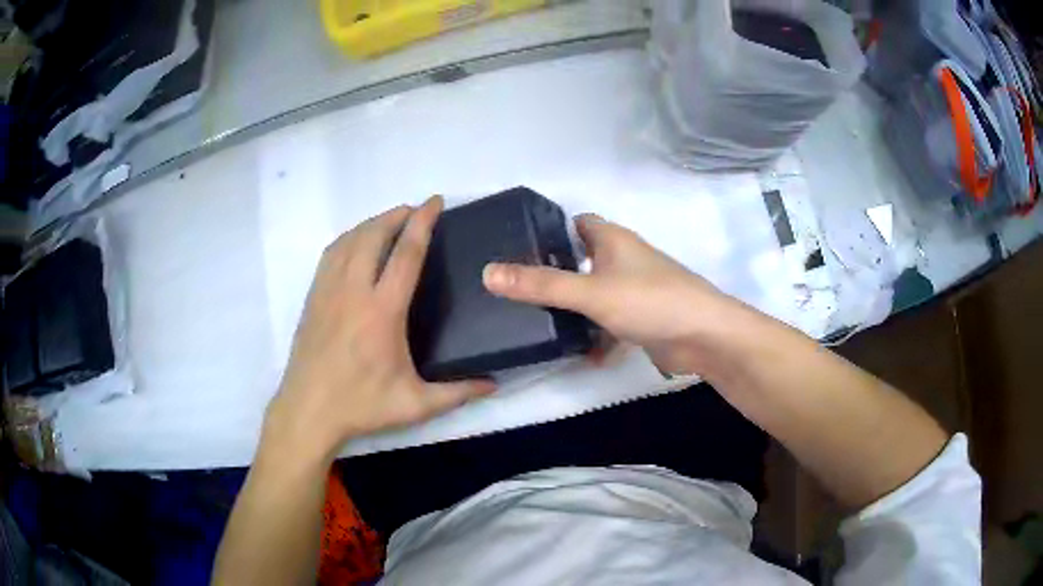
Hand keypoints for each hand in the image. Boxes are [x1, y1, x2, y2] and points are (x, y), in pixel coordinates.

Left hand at [265, 197, 494, 461]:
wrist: (308, 411)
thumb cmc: (361, 406)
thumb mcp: (415, 405)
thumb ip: (457, 393)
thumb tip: (493, 386)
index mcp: (382, 311)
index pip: (406, 254)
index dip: (423, 222)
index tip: (435, 202)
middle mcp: (354, 291)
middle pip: (375, 235)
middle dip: (398, 214)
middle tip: (417, 209)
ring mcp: (329, 291)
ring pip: (350, 239)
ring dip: (373, 223)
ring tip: (391, 221)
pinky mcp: (313, 297)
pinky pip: (331, 253)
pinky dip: (349, 237)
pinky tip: (357, 242)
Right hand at [483, 214, 750, 376]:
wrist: (704, 337)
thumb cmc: (649, 301)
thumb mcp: (590, 292)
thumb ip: (540, 285)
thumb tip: (488, 273)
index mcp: (612, 240)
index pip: (577, 223)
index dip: (550, 230)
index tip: (519, 246)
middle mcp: (624, 259)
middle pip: (583, 259)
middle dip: (557, 273)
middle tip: (521, 290)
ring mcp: (636, 289)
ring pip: (596, 293)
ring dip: (576, 308)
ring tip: (538, 323)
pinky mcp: (644, 318)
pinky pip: (611, 322)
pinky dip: (598, 335)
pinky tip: (582, 354)